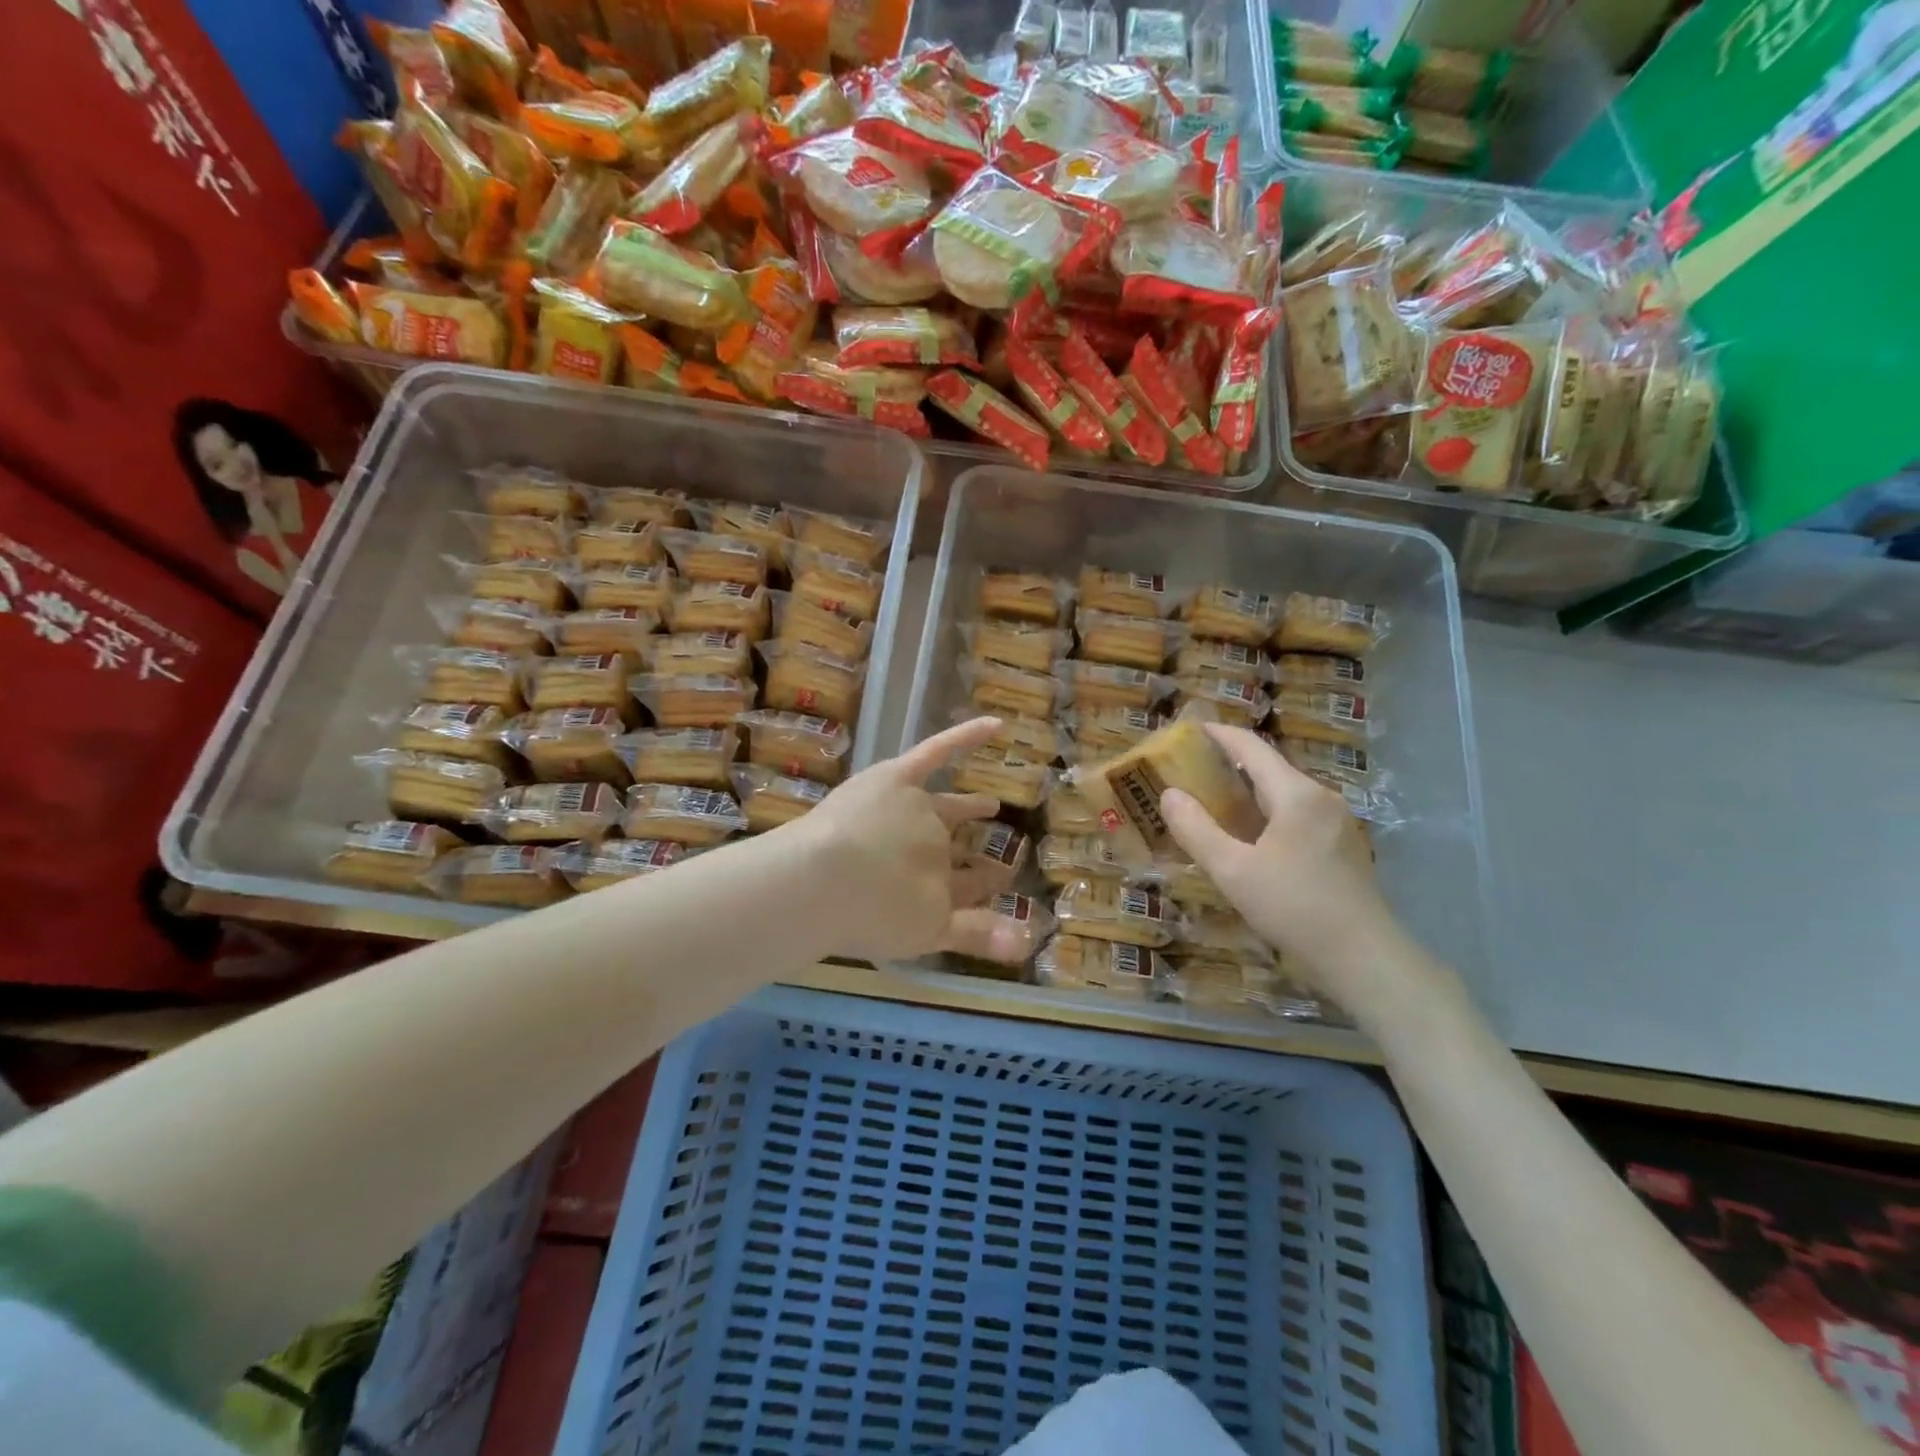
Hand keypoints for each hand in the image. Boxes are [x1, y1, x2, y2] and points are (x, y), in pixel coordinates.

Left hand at [793, 717, 1003, 961]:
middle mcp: (933, 845)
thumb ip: (975, 936)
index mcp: (938, 886)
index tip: (997, 884)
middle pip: (955, 849)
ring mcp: (916, 809)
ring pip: (947, 807)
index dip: (982, 888)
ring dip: (969, 808)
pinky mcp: (896, 779)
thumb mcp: (923, 935)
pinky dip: (965, 737)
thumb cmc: (862, 915)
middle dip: (976, 854)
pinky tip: (994, 724)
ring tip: (990, 805)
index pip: (967, 887)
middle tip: (995, 856)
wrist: (819, 883)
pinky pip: (936, 752)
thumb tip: (1031, 943)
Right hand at [1159, 723, 1400, 986]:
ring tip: (1213, 803)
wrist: (1363, 958)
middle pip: (1269, 768)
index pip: (1251, 748)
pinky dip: (1266, 813)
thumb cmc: (1294, 907)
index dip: (1219, 735)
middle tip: (1191, 771)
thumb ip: (1196, 829)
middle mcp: (1321, 798)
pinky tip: (1249, 837)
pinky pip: (1296, 815)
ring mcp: (1336, 822)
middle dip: (1229, 765)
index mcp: (1296, 794)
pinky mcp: (1342, 846)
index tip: (1189, 729)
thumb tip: (1169, 794)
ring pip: (1284, 794)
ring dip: (1248, 792)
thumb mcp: (1232, 871)